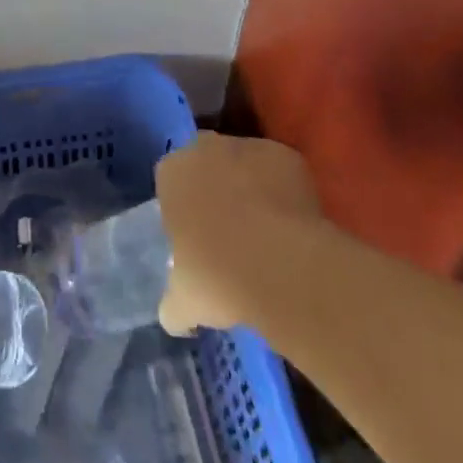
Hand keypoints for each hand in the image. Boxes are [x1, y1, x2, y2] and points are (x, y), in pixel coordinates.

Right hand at [157, 132, 321, 334]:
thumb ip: (173, 303)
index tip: (195, 239)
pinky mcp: (287, 156)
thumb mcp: (185, 301)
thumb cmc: (219, 276)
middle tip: (229, 232)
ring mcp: (249, 146)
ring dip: (250, 188)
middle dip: (214, 188)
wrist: (282, 265)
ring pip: (245, 165)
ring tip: (266, 235)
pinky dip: (284, 192)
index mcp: (173, 172)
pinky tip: (292, 228)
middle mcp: (206, 148)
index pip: (170, 181)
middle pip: (206, 163)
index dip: (183, 208)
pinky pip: (280, 173)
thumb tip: (174, 316)